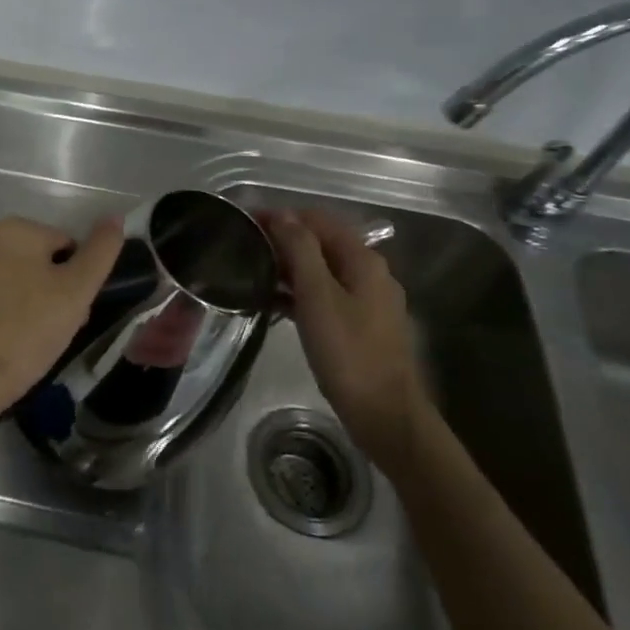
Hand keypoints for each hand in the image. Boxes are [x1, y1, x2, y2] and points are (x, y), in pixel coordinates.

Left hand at [0, 215, 123, 418]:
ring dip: (17, 295)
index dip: (73, 280)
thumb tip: (115, 217)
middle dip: (45, 286)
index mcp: (13, 228)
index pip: (62, 245)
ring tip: (25, 336)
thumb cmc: (29, 331)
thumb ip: (100, 251)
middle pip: (30, 258)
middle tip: (51, 326)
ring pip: (2, 275)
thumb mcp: (77, 291)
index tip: (72, 312)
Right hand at [264, 208, 430, 470]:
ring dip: (289, 267)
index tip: (246, 222)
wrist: (385, 416)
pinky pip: (325, 295)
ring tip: (252, 273)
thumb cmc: (348, 352)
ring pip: (322, 270)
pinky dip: (300, 293)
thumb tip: (282, 214)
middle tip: (245, 249)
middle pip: (321, 242)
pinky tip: (274, 303)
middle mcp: (370, 273)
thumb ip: (300, 249)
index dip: (281, 216)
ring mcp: (368, 300)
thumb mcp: (317, 296)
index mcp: (363, 260)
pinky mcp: (361, 325)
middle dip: (283, 240)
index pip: (317, 219)